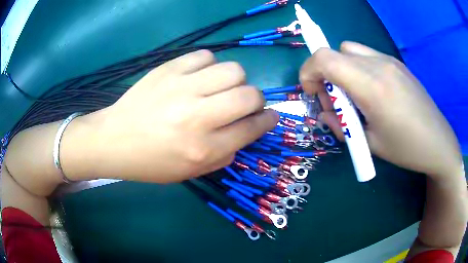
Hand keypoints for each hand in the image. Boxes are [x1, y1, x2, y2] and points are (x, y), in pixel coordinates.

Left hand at [62, 50, 277, 182]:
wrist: (114, 140)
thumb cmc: (151, 162)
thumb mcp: (191, 171)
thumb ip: (225, 153)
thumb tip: (246, 130)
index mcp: (203, 148)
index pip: (252, 128)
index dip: (268, 121)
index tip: (271, 116)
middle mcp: (197, 116)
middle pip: (249, 95)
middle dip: (256, 99)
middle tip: (245, 103)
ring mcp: (182, 87)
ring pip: (233, 70)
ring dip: (235, 80)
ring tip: (220, 88)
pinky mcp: (169, 69)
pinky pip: (206, 56)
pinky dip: (210, 65)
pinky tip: (199, 76)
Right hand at [299, 42, 462, 178]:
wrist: (438, 141)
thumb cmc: (406, 148)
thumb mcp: (369, 144)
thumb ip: (341, 125)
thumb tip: (324, 113)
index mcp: (371, 86)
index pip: (324, 59)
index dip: (308, 72)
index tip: (313, 93)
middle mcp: (378, 64)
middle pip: (335, 53)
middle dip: (325, 74)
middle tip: (335, 102)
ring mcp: (389, 60)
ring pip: (350, 50)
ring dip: (341, 68)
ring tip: (353, 95)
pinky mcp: (396, 63)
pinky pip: (366, 55)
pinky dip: (357, 67)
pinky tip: (371, 91)